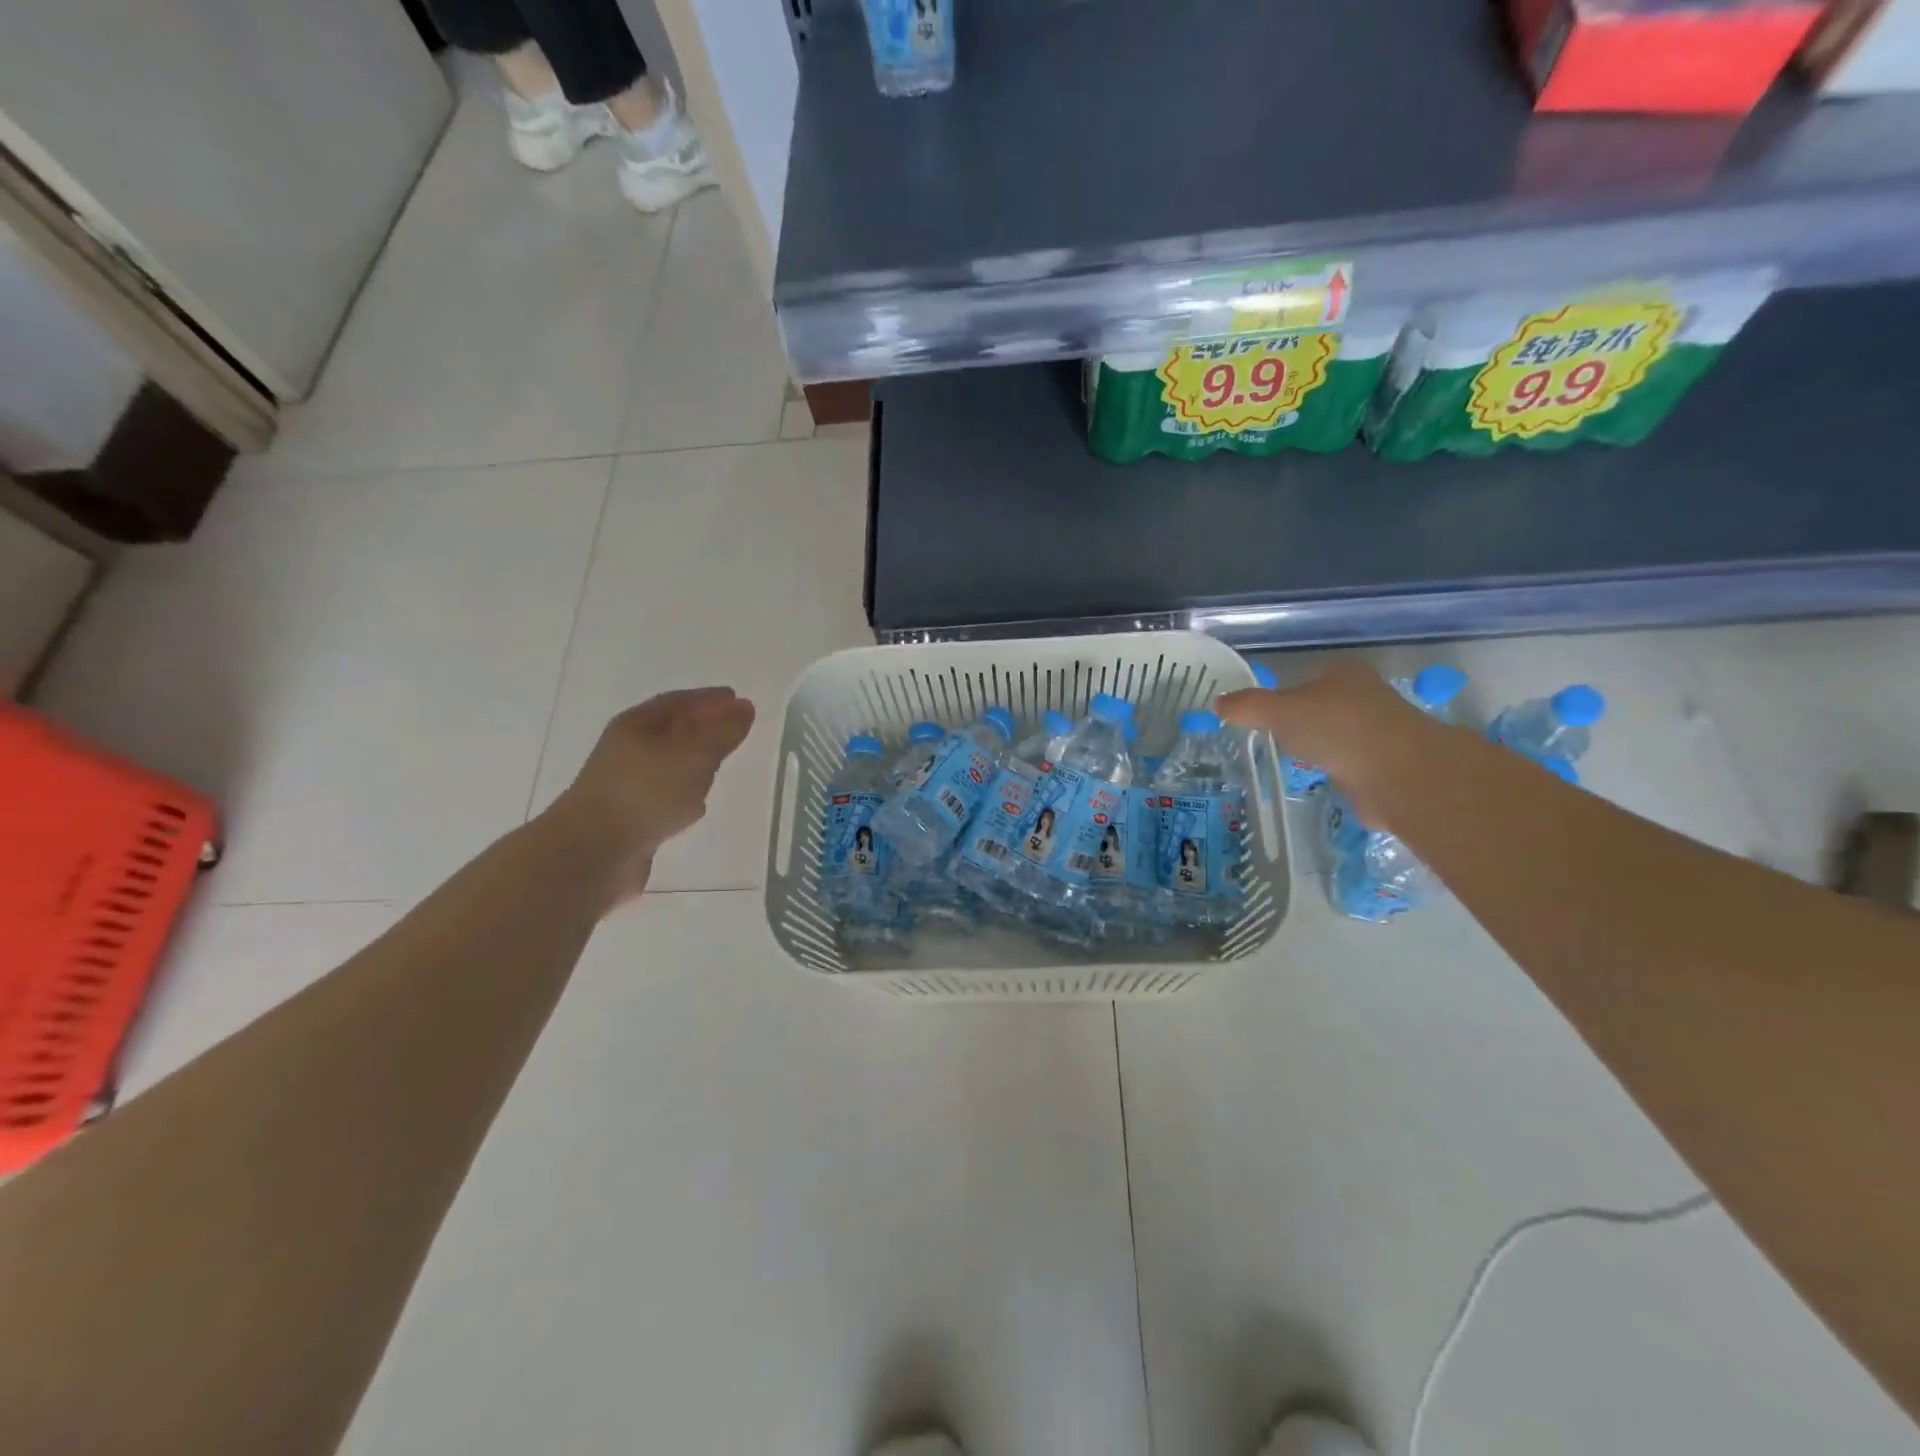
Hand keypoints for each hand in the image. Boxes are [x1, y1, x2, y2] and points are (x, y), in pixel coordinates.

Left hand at [549, 687, 755, 901]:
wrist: (593, 853)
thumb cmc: (646, 792)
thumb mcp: (693, 755)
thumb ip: (721, 732)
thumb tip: (744, 708)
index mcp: (637, 725)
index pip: (678, 702)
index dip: (709, 699)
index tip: (738, 700)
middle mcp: (627, 750)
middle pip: (671, 731)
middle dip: (703, 727)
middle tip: (735, 729)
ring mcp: (626, 786)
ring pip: (668, 765)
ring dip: (694, 761)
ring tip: (722, 763)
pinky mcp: (630, 819)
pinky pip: (664, 796)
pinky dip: (685, 793)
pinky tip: (699, 804)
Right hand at [1216, 661, 1437, 824]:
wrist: (1397, 773)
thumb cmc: (1336, 728)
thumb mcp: (1279, 711)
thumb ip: (1248, 706)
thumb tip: (1218, 703)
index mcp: (1344, 674)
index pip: (1309, 678)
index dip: (1286, 694)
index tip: (1264, 716)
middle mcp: (1366, 697)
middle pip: (1324, 707)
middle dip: (1303, 723)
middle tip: (1272, 740)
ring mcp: (1380, 732)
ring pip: (1338, 737)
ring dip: (1321, 749)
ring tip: (1292, 763)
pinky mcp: (1387, 766)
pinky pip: (1351, 765)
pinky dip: (1336, 772)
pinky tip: (1320, 781)